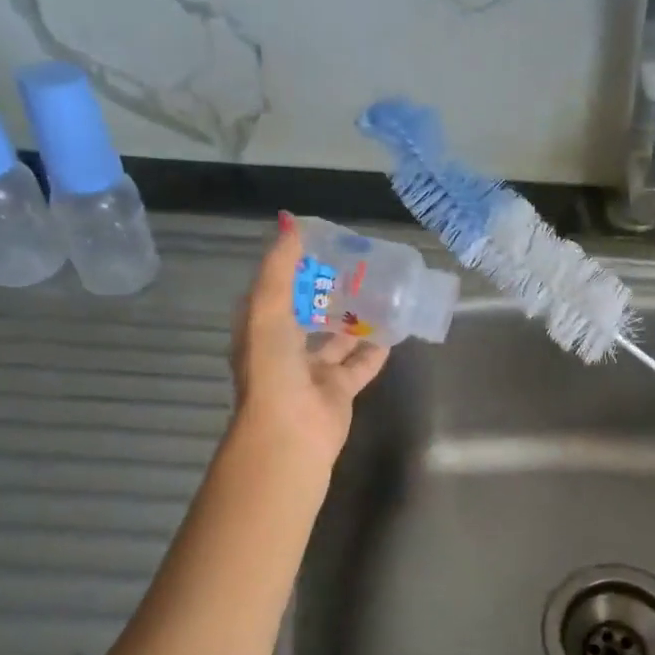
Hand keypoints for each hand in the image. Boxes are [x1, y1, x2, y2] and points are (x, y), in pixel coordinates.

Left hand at [228, 213, 389, 468]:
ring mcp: (313, 371)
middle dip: (327, 291)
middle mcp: (285, 348)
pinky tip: (393, 329)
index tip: (321, 242)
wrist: (291, 432)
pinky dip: (375, 349)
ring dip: (352, 319)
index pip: (276, 289)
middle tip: (357, 265)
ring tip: (378, 291)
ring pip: (336, 338)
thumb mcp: (268, 310)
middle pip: (308, 312)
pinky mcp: (340, 390)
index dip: (293, 266)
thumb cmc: (273, 368)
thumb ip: (279, 268)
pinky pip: (361, 364)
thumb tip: (289, 222)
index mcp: (261, 328)